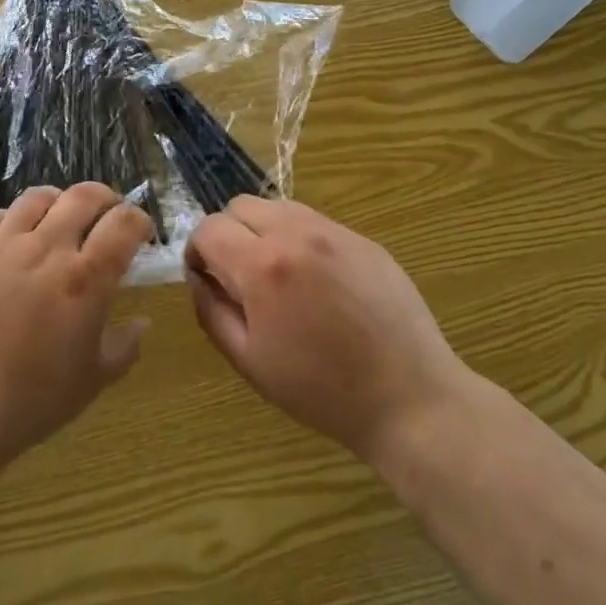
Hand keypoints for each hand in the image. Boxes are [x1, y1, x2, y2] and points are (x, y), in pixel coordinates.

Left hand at [0, 183, 152, 476]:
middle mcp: (47, 249)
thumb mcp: (91, 382)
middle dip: (105, 199)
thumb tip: (142, 321)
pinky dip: (12, 219)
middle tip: (107, 216)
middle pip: (84, 197)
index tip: (141, 234)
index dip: (139, 221)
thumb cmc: (30, 400)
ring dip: (58, 202)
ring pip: (37, 198)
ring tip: (60, 218)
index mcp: (86, 278)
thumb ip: (124, 347)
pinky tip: (13, 236)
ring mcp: (2, 246)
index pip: (124, 224)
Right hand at [185, 197, 470, 464]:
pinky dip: (301, 240)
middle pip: (240, 206)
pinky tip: (318, 283)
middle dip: (228, 234)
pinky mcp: (364, 240)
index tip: (206, 280)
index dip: (197, 252)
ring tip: (279, 277)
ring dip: (264, 231)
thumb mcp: (249, 360)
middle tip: (240, 278)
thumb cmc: (320, 390)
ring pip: (279, 207)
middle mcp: (297, 234)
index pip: (209, 228)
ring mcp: (336, 232)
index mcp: (263, 266)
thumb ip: (211, 310)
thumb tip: (198, 277)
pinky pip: (316, 223)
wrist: (408, 398)